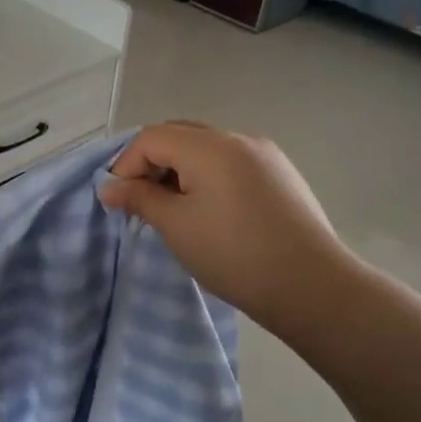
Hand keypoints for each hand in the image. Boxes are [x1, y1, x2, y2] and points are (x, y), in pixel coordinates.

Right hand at [98, 122, 358, 336]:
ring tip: (174, 210)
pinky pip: (231, 162)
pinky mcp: (281, 174)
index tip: (119, 201)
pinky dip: (208, 176)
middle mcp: (238, 139)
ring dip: (180, 170)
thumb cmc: (233, 254)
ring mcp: (265, 155)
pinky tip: (210, 211)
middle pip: (179, 135)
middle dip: (152, 163)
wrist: (312, 287)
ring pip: (206, 148)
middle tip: (142, 202)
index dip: (126, 165)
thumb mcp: (176, 226)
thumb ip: (139, 198)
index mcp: (209, 146)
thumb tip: (109, 187)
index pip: (151, 138)